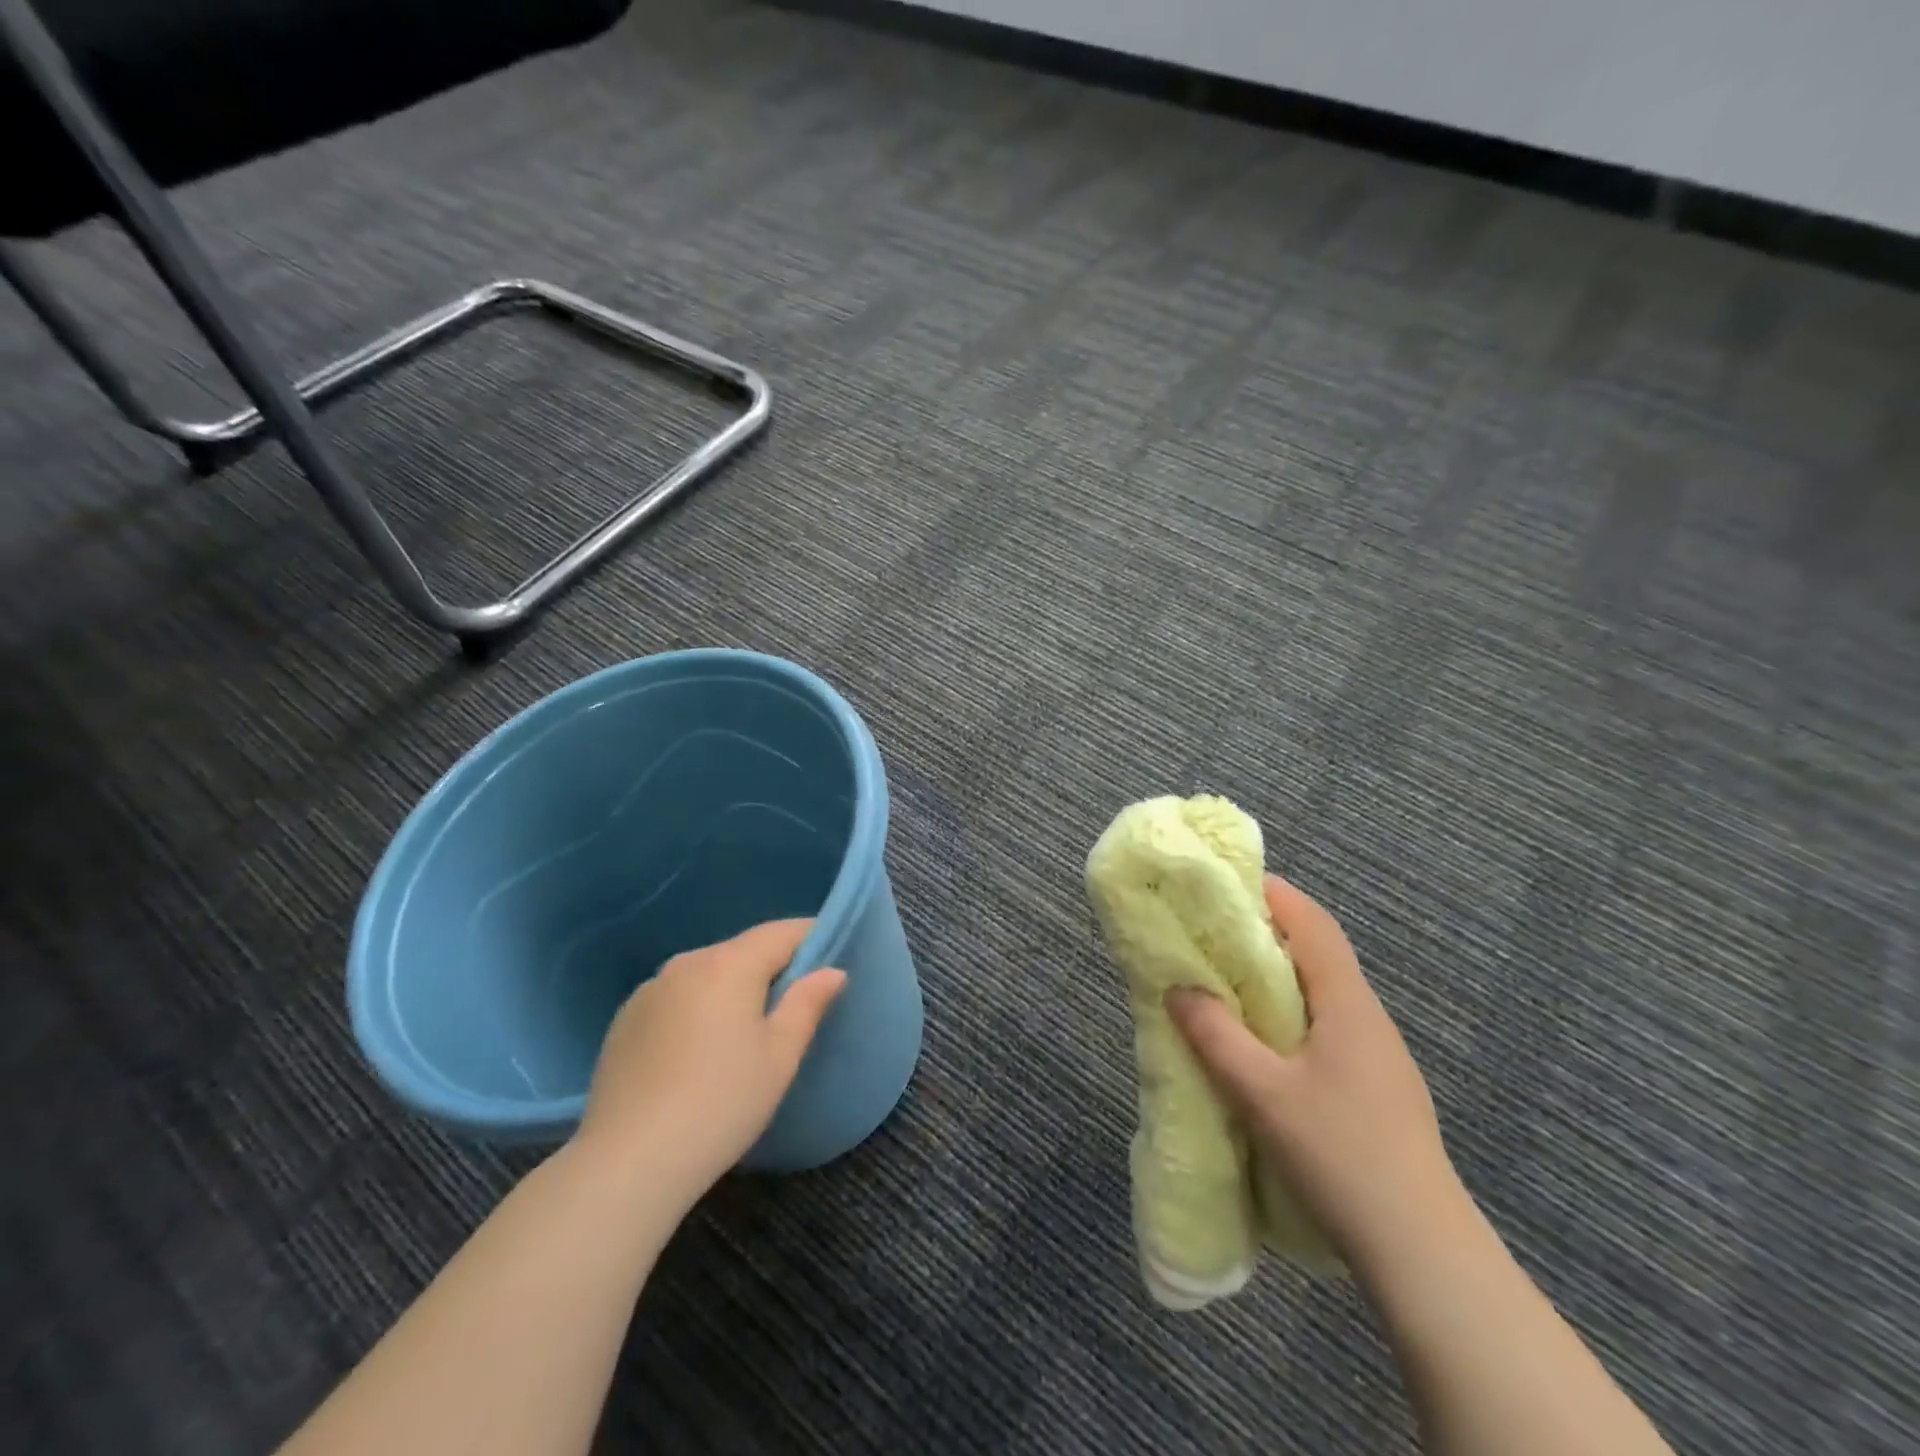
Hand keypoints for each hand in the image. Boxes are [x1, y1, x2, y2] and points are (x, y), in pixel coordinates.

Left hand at [577, 920, 845, 1196]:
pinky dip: (698, 1007)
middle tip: (796, 1001)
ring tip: (747, 1029)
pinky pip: (677, 997)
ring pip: (708, 973)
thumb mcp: (780, 1056)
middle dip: (773, 966)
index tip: (833, 957)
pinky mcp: (626, 1019)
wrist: (627, 1162)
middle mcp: (687, 962)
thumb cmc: (721, 1103)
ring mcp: (650, 989)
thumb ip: (808, 1003)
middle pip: (743, 950)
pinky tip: (699, 1050)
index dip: (813, 938)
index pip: (782, 932)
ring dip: (733, 987)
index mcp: (729, 964)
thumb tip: (832, 971)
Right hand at [1166, 875, 1461, 1270]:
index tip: (1227, 883)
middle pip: (1317, 952)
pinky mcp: (1376, 1086)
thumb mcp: (1263, 1093)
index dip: (1274, 894)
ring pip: (1322, 992)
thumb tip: (1179, 989)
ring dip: (1277, 976)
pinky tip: (1263, 1042)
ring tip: (1227, 981)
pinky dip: (1289, 1012)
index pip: (1312, 924)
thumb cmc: (1340, 1154)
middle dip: (1267, 932)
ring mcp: (1377, 1054)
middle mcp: (1367, 1017)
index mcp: (1347, 1003)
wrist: (1422, 1248)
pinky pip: (1327, 1025)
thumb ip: (1217, 1036)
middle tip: (1212, 932)